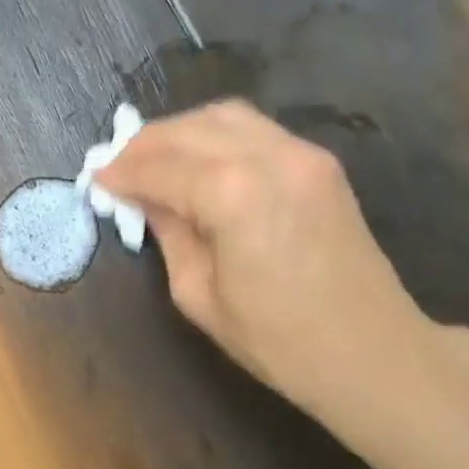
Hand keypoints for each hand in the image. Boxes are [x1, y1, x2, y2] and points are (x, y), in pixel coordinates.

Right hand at [97, 100, 446, 426]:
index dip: (122, 172)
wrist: (373, 353)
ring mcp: (301, 152)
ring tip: (154, 158)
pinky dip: (216, 135)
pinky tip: (198, 160)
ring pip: (224, 116)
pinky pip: (255, 129)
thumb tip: (143, 198)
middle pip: (190, 129)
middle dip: (145, 143)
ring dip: (181, 131)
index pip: (160, 167)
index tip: (95, 180)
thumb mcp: (199, 294)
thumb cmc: (278, 341)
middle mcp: (268, 156)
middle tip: (117, 166)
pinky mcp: (319, 161)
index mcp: (233, 195)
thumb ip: (168, 233)